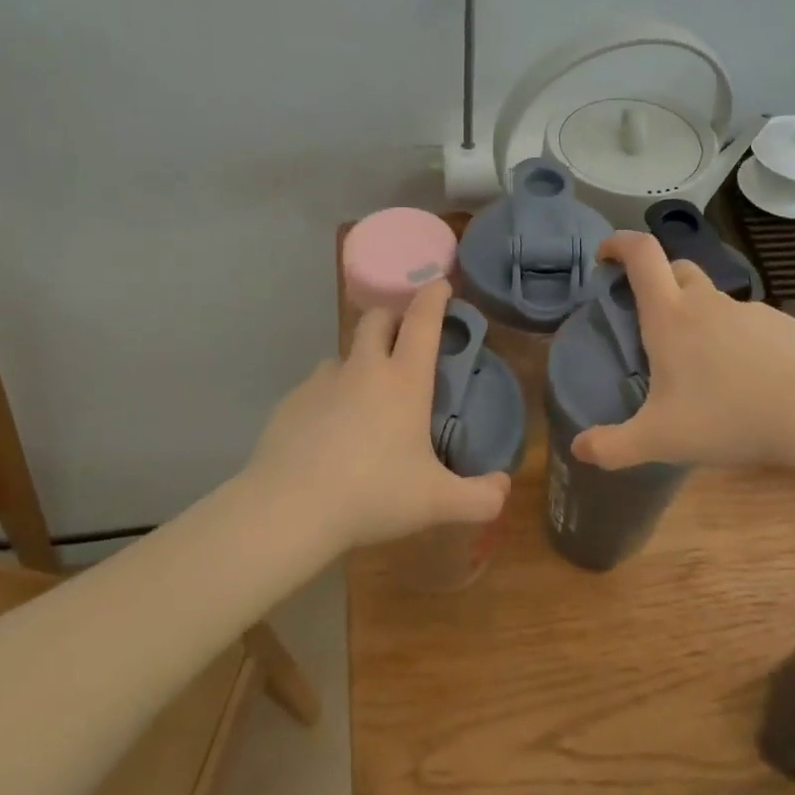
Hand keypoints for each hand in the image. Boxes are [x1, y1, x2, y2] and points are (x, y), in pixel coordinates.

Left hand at [243, 278, 510, 549]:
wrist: (290, 509)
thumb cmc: (373, 496)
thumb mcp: (437, 503)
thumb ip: (481, 498)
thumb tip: (504, 486)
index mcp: (404, 382)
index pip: (423, 321)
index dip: (434, 297)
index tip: (440, 285)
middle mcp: (362, 370)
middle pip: (377, 319)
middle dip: (394, 318)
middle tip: (405, 341)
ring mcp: (321, 383)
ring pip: (344, 354)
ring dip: (360, 361)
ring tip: (366, 397)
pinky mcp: (290, 402)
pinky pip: (316, 387)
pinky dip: (330, 396)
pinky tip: (330, 432)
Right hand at [571, 233, 794, 470]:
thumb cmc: (727, 417)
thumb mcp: (659, 440)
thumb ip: (613, 446)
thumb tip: (578, 448)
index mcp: (671, 317)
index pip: (642, 255)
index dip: (619, 244)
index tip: (606, 255)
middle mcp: (708, 304)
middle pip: (678, 269)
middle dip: (658, 281)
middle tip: (650, 319)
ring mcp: (751, 312)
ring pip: (715, 301)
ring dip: (700, 318)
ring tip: (702, 367)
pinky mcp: (785, 326)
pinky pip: (749, 325)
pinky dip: (736, 341)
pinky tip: (745, 380)